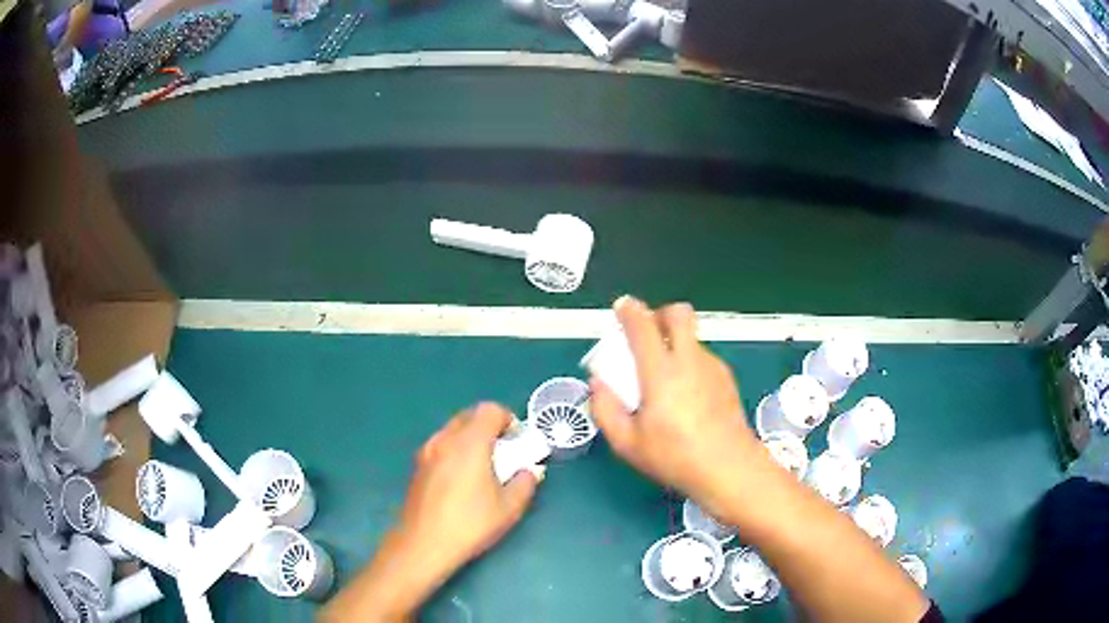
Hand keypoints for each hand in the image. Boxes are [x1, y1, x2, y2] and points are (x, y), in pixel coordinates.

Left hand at [322, 403, 540, 621]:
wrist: (424, 544)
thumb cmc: (470, 523)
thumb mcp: (509, 508)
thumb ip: (525, 483)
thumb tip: (529, 471)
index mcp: (469, 442)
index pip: (490, 410)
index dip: (508, 419)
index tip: (517, 441)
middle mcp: (445, 439)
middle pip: (469, 415)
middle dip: (489, 426)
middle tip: (503, 452)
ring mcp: (427, 451)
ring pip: (452, 429)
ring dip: (471, 437)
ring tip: (482, 466)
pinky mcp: (417, 466)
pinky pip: (441, 445)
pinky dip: (455, 450)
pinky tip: (461, 479)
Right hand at [591, 297, 766, 517]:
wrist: (729, 469)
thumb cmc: (675, 458)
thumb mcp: (627, 443)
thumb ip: (605, 409)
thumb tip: (599, 383)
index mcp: (661, 373)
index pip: (643, 326)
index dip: (629, 311)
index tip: (621, 308)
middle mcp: (689, 361)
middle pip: (678, 313)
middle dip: (660, 314)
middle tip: (647, 335)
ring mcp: (712, 367)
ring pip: (691, 337)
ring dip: (675, 342)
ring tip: (664, 377)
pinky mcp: (726, 378)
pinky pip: (702, 357)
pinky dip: (689, 362)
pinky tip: (685, 395)